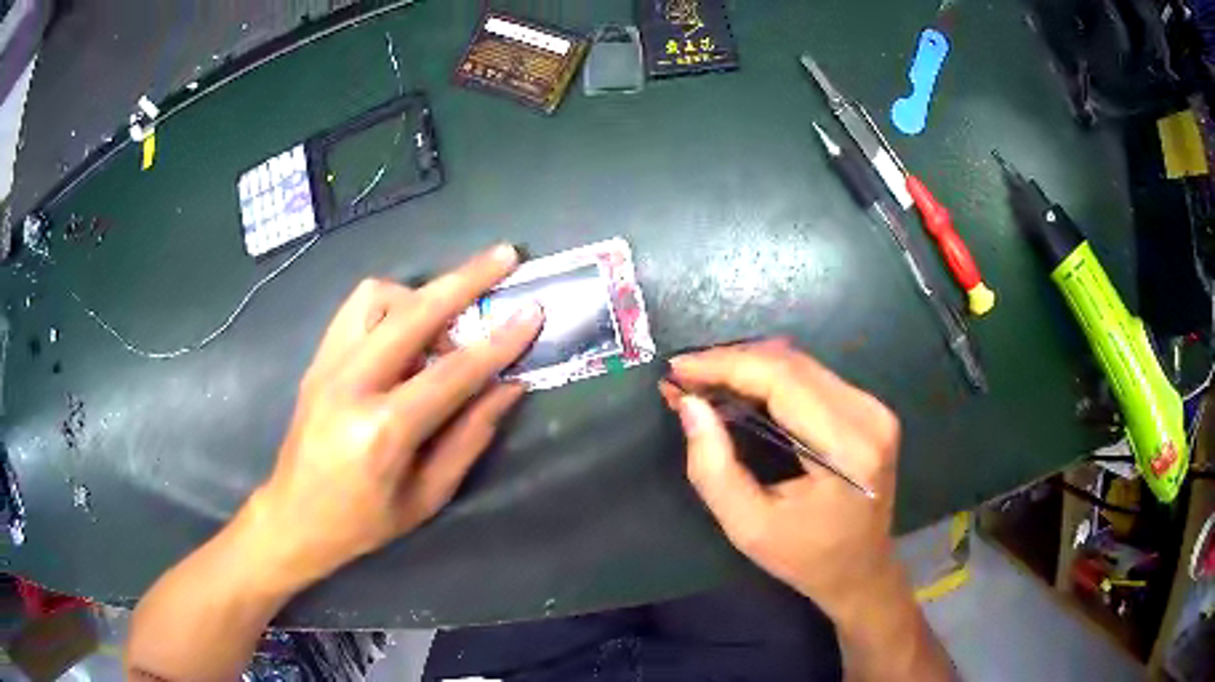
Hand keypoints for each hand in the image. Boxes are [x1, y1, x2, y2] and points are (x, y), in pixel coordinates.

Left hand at [242, 244, 541, 588]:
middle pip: (413, 312)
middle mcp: (350, 384)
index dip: (498, 342)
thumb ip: (469, 437)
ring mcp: (327, 365)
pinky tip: (406, 330)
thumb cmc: (364, 522)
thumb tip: (509, 387)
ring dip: (421, 297)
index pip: (451, 373)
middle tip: (504, 257)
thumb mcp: (427, 496)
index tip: (533, 312)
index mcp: (382, 431)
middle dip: (465, 280)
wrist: (294, 517)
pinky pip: (356, 308)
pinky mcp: (317, 358)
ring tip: (445, 323)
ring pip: (378, 295)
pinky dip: (390, 305)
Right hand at [663, 339, 901, 617]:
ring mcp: (874, 409)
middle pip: (792, 364)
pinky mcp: (870, 409)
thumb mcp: (748, 527)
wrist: (861, 571)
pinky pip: (812, 377)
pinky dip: (770, 378)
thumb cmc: (805, 559)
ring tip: (704, 383)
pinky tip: (741, 391)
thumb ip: (713, 468)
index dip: (726, 365)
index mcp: (848, 449)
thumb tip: (690, 405)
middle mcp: (869, 416)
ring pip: (801, 364)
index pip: (783, 379)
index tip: (677, 369)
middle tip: (684, 377)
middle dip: (731, 363)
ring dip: (749, 367)